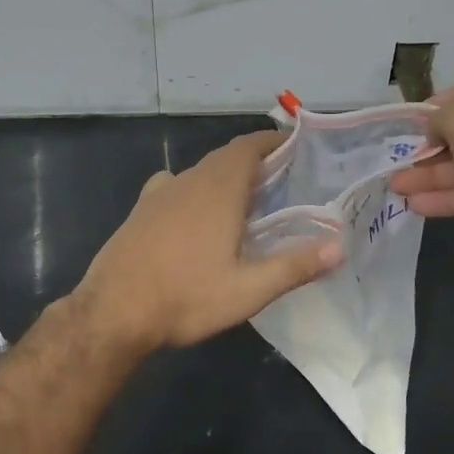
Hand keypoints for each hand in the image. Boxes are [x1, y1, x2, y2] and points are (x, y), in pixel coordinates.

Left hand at [74, 131, 342, 352]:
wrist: (112, 313)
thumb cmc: (185, 298)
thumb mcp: (248, 290)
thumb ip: (295, 266)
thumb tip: (340, 245)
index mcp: (218, 190)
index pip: (248, 146)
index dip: (272, 141)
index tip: (295, 145)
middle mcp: (188, 181)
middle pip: (226, 156)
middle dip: (254, 159)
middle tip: (282, 178)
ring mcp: (160, 193)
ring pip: (200, 171)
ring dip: (225, 175)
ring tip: (247, 199)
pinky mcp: (140, 210)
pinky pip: (175, 185)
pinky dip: (195, 189)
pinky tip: (197, 214)